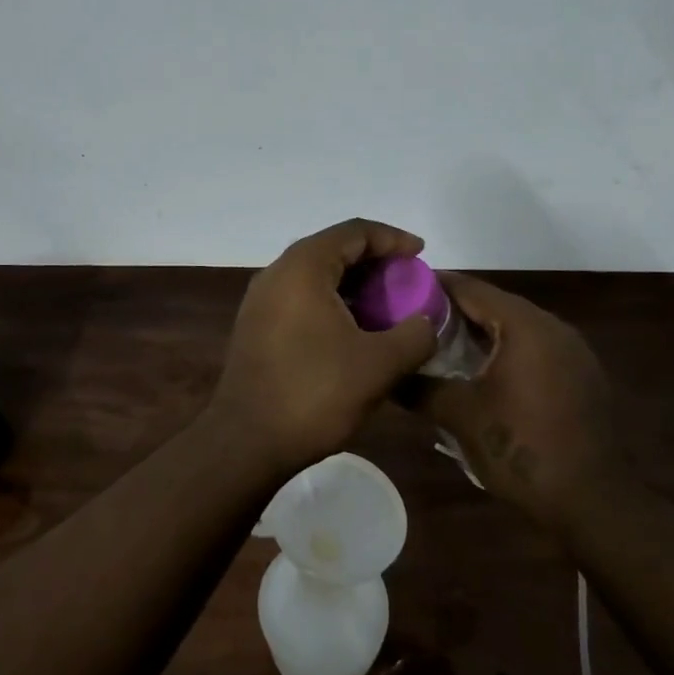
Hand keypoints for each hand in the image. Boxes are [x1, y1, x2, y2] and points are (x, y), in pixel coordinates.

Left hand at [210, 219, 438, 470]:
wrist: (246, 443)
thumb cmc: (314, 394)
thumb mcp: (379, 365)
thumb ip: (415, 335)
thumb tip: (427, 322)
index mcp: (303, 267)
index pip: (354, 232)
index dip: (392, 238)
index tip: (421, 254)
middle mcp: (277, 273)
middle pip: (333, 249)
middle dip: (375, 261)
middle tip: (408, 281)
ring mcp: (261, 300)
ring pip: (316, 275)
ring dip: (354, 284)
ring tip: (387, 305)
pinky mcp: (256, 325)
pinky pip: (301, 297)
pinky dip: (332, 302)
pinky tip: (355, 329)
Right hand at [410, 274, 620, 529]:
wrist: (593, 502)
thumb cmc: (522, 448)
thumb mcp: (461, 416)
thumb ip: (419, 387)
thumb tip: (388, 375)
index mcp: (525, 325)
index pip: (471, 288)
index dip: (433, 287)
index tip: (400, 291)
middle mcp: (553, 326)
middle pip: (494, 304)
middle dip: (453, 311)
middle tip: (413, 322)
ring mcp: (573, 350)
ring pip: (515, 327)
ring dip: (480, 333)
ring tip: (441, 346)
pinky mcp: (581, 375)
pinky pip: (534, 348)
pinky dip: (505, 351)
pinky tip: (481, 373)